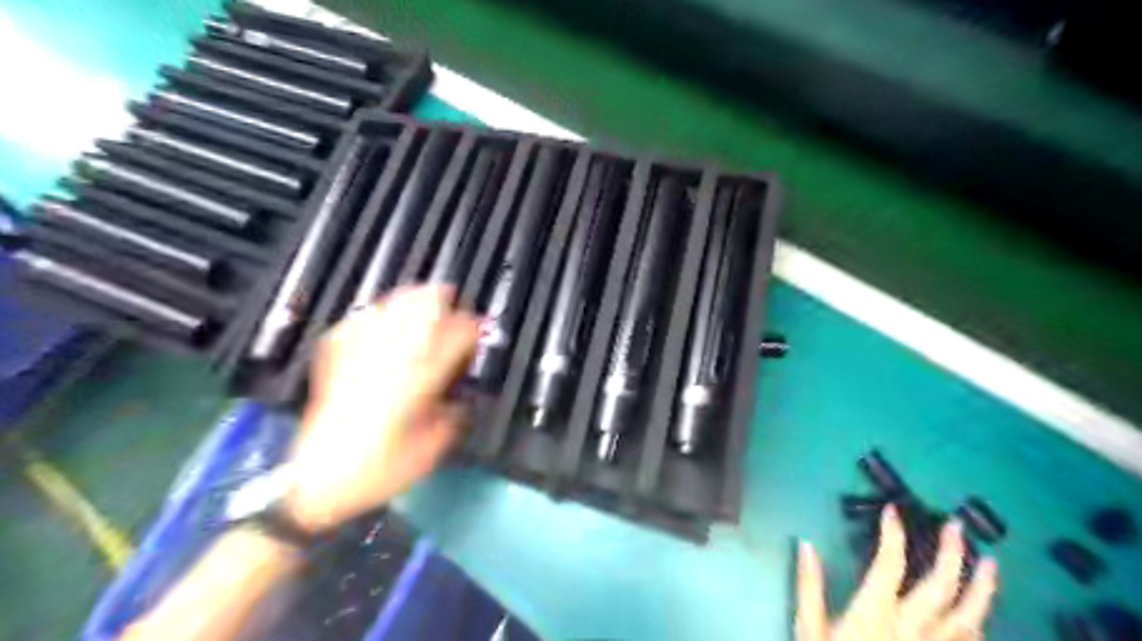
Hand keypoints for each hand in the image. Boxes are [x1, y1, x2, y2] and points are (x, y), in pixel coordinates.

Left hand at [292, 285, 480, 531]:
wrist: (319, 482)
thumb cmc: (380, 472)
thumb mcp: (430, 451)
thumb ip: (449, 418)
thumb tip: (458, 399)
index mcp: (413, 387)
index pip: (448, 343)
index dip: (468, 330)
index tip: (478, 326)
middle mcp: (386, 366)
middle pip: (413, 317)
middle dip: (435, 301)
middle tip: (449, 295)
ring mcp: (357, 361)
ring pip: (384, 314)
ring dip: (405, 301)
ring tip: (418, 294)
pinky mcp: (334, 365)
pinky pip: (353, 327)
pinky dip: (369, 316)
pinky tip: (376, 314)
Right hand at [796, 506, 1000, 639]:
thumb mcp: (809, 631)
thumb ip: (809, 587)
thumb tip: (805, 544)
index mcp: (875, 615)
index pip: (890, 565)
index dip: (893, 534)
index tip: (892, 511)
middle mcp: (911, 630)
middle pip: (940, 586)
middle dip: (952, 553)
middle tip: (956, 525)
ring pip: (968, 617)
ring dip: (982, 587)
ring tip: (990, 562)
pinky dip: (978, 624)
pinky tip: (978, 614)